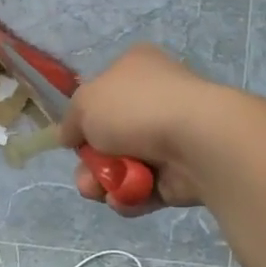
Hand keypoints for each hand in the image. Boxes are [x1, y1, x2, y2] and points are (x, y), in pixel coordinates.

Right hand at [60, 45, 229, 215]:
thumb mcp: (84, 103)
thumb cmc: (135, 108)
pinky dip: (130, 197)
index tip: (73, 139)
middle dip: (90, 163)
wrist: (194, 139)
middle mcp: (155, 99)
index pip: (101, 93)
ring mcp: (171, 136)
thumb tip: (70, 137)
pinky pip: (145, 188)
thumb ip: (70, 121)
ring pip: (123, 166)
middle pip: (108, 137)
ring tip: (101, 191)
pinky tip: (125, 198)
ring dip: (105, 183)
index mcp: (136, 68)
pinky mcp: (182, 172)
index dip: (84, 119)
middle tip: (86, 177)